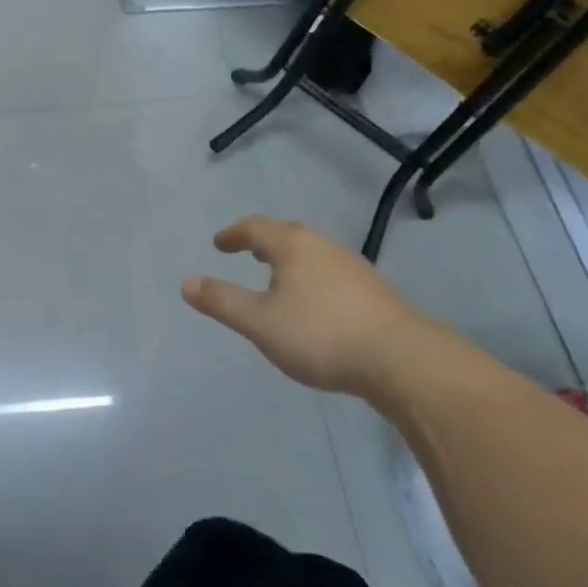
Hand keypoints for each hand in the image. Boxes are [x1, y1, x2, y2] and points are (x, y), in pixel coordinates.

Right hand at [182, 215, 422, 397]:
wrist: (401, 359)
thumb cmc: (320, 334)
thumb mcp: (260, 322)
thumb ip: (222, 301)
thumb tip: (186, 282)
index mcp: (293, 245)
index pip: (256, 227)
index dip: (234, 234)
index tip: (220, 243)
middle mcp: (323, 246)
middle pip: (288, 234)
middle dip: (265, 242)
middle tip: (250, 254)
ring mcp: (353, 267)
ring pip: (313, 254)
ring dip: (292, 261)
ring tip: (280, 280)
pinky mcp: (374, 291)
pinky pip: (332, 273)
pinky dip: (314, 278)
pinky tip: (317, 305)